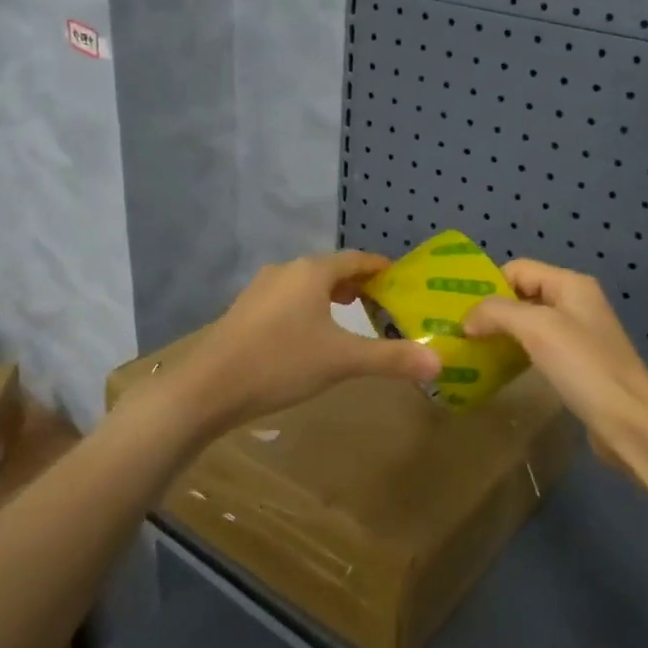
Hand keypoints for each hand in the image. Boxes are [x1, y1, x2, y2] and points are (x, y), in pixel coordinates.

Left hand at [176, 251, 441, 433]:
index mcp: (311, 272)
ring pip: (306, 285)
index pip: (355, 259)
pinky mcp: (244, 311)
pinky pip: (287, 300)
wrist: (208, 388)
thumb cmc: (281, 363)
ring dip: (331, 295)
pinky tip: (310, 334)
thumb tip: (438, 362)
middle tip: (382, 302)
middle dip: (357, 283)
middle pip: (330, 269)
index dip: (380, 268)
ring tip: (350, 315)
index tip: (401, 278)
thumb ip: (391, 359)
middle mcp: (285, 271)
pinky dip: (308, 308)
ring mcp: (260, 290)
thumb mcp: (343, 361)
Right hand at [464, 259, 647, 464]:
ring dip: (502, 334)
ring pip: (529, 324)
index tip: (459, 311)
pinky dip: (517, 354)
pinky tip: (499, 370)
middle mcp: (576, 303)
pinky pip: (539, 349)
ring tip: (472, 352)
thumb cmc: (583, 366)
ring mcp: (579, 335)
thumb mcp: (536, 328)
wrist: (629, 422)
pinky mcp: (578, 365)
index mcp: (571, 284)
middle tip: (459, 333)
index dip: (488, 285)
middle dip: (491, 311)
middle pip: (523, 295)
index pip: (518, 269)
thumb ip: (497, 313)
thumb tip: (467, 319)